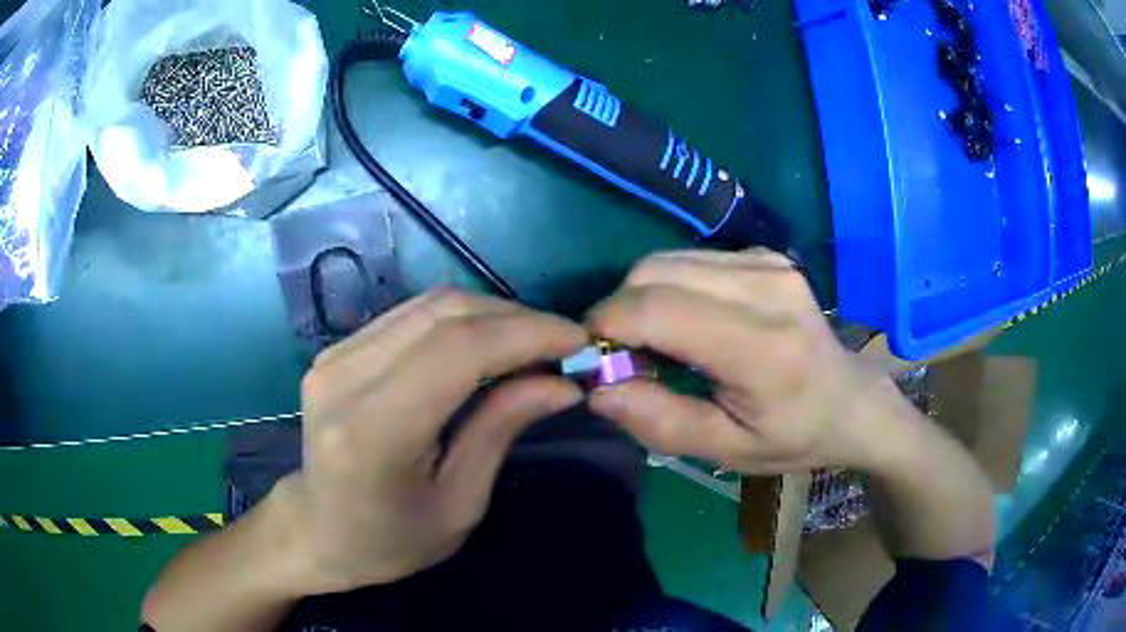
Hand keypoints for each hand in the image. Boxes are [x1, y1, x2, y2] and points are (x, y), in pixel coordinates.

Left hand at [285, 289, 585, 593]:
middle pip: (444, 313)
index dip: (527, 333)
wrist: (317, 530)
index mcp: (371, 432)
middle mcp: (344, 378)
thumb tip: (562, 382)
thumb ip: (501, 430)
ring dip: (493, 314)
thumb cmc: (390, 541)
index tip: (579, 341)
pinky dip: (461, 320)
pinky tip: (488, 344)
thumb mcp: (459, 505)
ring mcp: (334, 355)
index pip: (457, 350)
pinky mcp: (337, 349)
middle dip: (517, 318)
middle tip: (563, 344)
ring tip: (534, 343)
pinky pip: (411, 315)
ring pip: (430, 304)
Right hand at [587, 250, 899, 475]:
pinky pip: (690, 259)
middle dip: (619, 312)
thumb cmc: (794, 436)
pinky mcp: (765, 254)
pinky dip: (669, 287)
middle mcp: (765, 287)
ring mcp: (768, 262)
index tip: (596, 360)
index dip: (607, 327)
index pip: (657, 309)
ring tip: (655, 342)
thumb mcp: (726, 449)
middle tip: (627, 358)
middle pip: (652, 273)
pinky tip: (686, 321)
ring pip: (665, 260)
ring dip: (641, 298)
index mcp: (761, 347)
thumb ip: (658, 421)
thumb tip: (597, 387)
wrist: (850, 400)